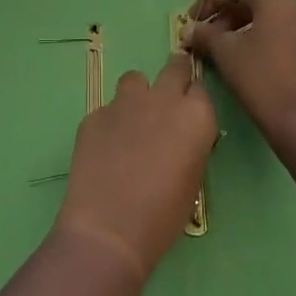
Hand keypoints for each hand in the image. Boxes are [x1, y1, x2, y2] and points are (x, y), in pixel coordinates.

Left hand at [53, 53, 217, 282]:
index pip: (201, 90)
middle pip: (174, 67)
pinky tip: (106, 149)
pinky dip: (111, 122)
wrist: (109, 227)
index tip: (190, 113)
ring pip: (135, 79)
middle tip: (169, 96)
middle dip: (175, 75)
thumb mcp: (193, 180)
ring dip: (139, 94)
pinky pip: (108, 109)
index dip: (194, 100)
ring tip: (133, 121)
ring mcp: (125, 103)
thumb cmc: (163, 215)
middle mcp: (162, 99)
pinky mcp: (94, 114)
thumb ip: (190, 145)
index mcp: (195, 116)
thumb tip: (181, 136)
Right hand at [185, 0, 295, 152]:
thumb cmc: (260, 79)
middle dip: (225, 14)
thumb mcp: (225, 53)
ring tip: (220, 48)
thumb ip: (205, 35)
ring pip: (268, 17)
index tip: (194, 18)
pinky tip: (243, 58)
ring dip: (240, 26)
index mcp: (277, 0)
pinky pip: (281, 32)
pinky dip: (259, 37)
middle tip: (205, 35)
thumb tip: (189, 30)